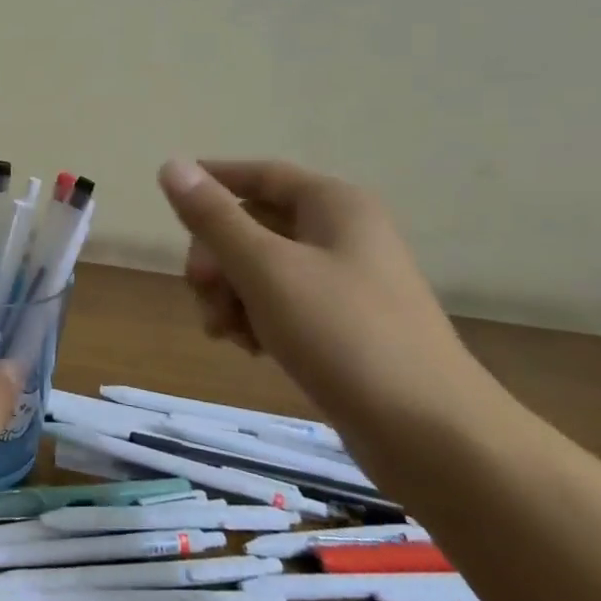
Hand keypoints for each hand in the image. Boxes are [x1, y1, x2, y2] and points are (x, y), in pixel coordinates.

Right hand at [156, 159, 487, 424]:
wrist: (431, 434)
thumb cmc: (343, 335)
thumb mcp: (265, 269)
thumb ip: (213, 218)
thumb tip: (171, 165)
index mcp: (333, 205)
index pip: (259, 174)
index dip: (212, 181)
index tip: (169, 201)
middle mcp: (341, 233)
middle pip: (254, 224)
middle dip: (217, 257)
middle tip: (201, 291)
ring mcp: (345, 281)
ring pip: (261, 268)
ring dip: (230, 292)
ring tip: (225, 331)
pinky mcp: (344, 324)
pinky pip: (281, 303)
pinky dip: (255, 317)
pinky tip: (249, 347)